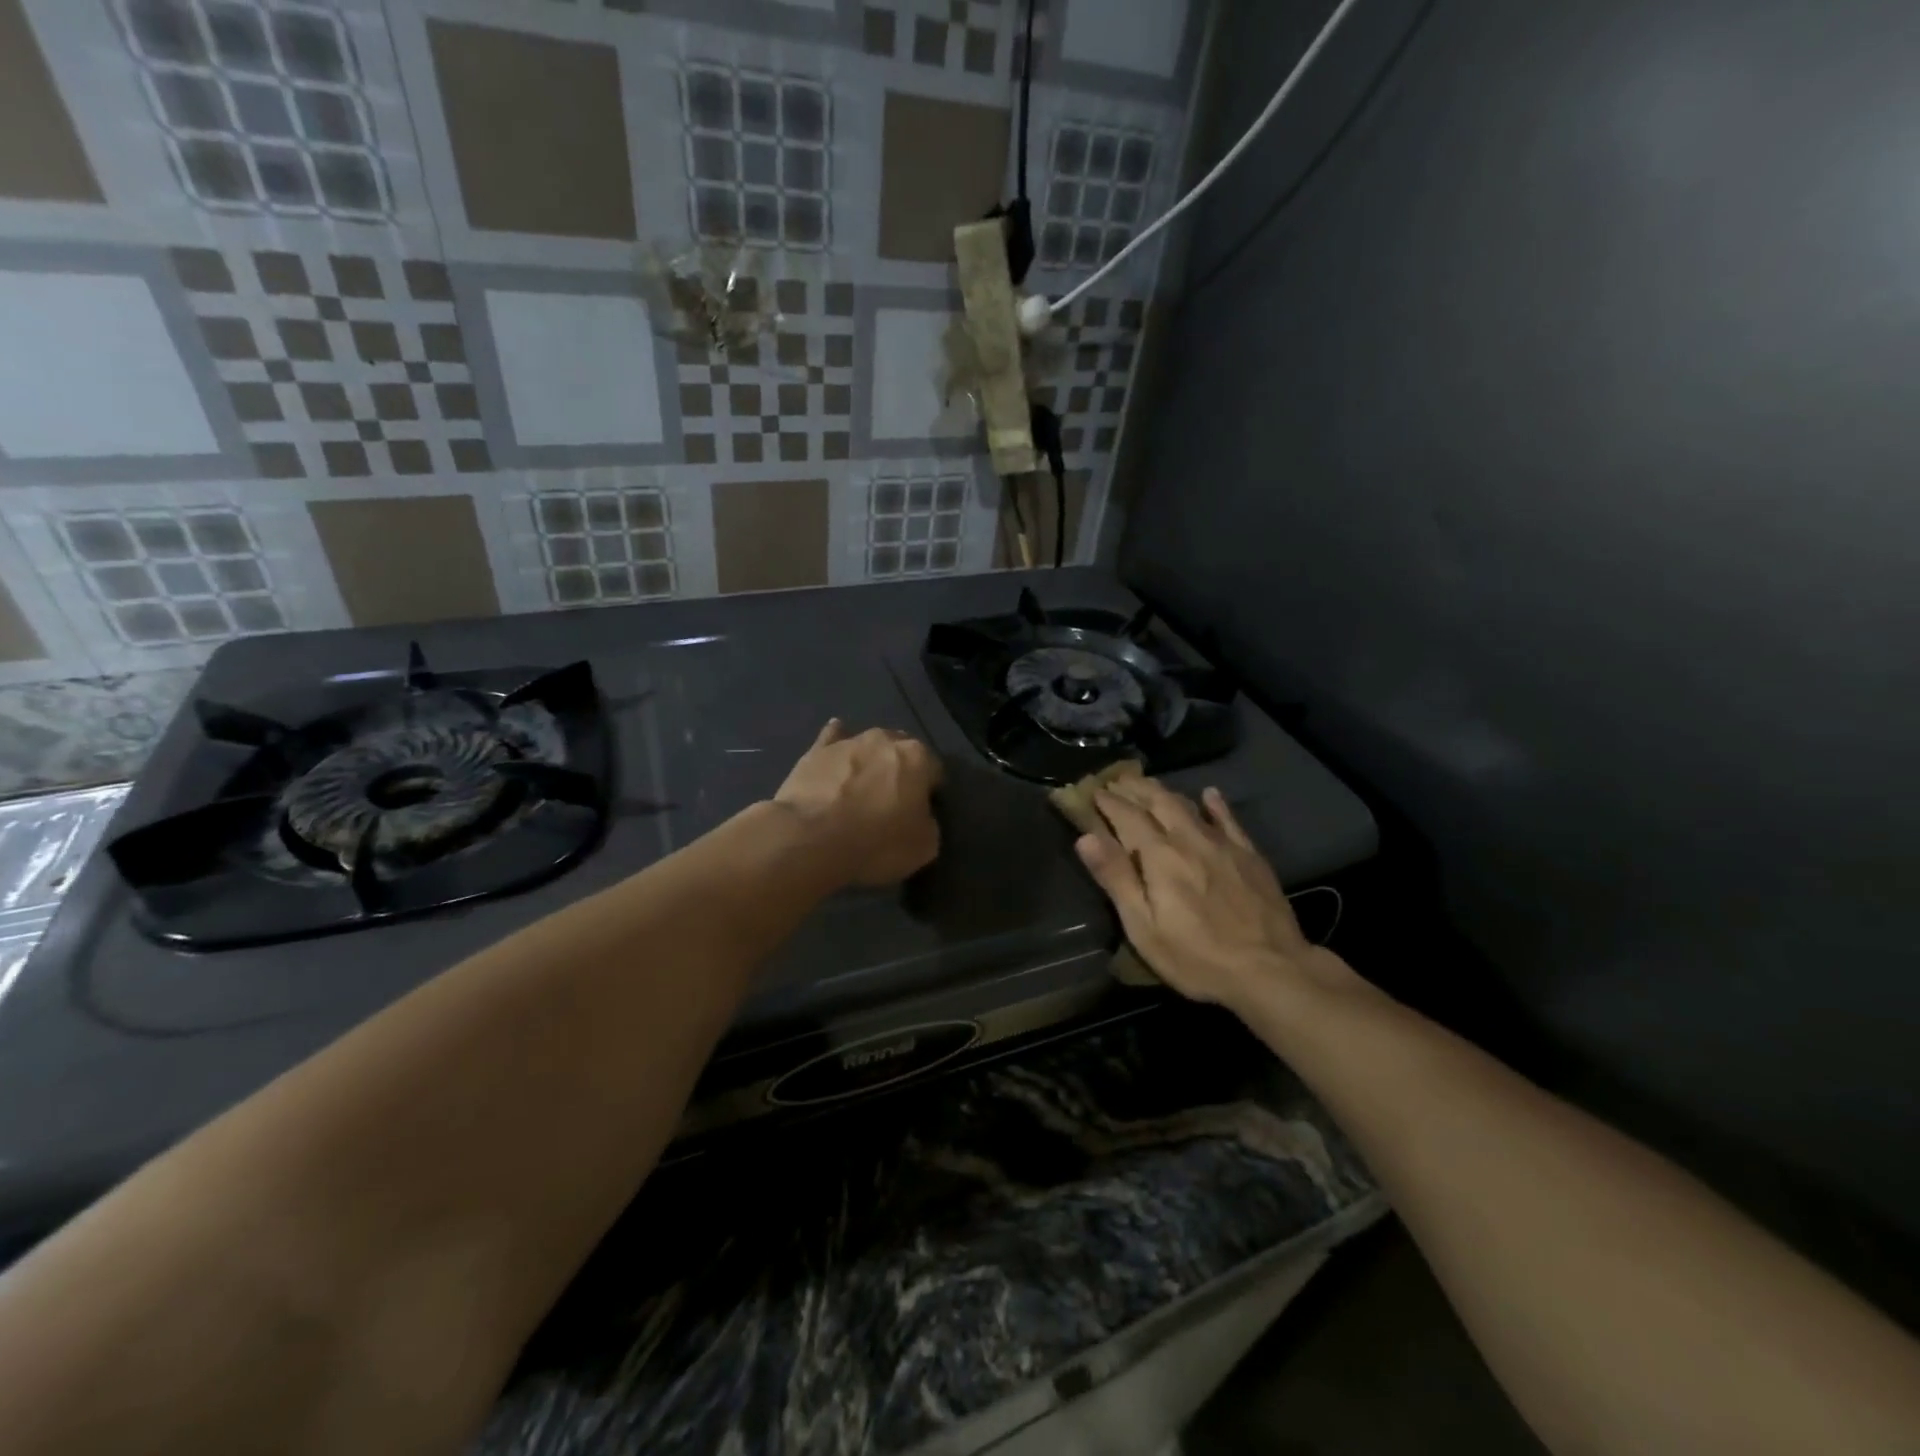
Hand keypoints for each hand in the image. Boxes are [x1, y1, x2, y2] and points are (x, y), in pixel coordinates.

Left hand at [773, 720, 942, 888]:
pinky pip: (831, 739)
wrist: (811, 839)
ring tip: (862, 789)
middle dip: (901, 772)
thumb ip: (928, 823)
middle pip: (902, 753)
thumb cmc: (876, 843)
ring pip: (868, 746)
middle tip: (893, 801)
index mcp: (918, 758)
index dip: (931, 794)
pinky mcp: (815, 751)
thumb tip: (920, 816)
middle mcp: (885, 740)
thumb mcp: (924, 846)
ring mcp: (848, 742)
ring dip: (870, 762)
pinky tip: (834, 750)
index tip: (922, 814)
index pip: (935, 772)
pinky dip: (836, 742)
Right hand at [1076, 776, 1357, 1012]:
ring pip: (1188, 805)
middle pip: (1157, 801)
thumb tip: (1086, 837)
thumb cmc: (1196, 957)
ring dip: (1164, 792)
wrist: (1271, 970)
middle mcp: (1188, 838)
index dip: (1107, 802)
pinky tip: (1210, 794)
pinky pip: (1228, 819)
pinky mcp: (1249, 855)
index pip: (1126, 817)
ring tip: (1149, 785)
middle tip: (1116, 780)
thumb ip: (1116, 878)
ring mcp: (1222, 844)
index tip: (1093, 791)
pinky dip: (1215, 804)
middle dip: (1134, 789)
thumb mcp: (1144, 927)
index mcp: (1159, 855)